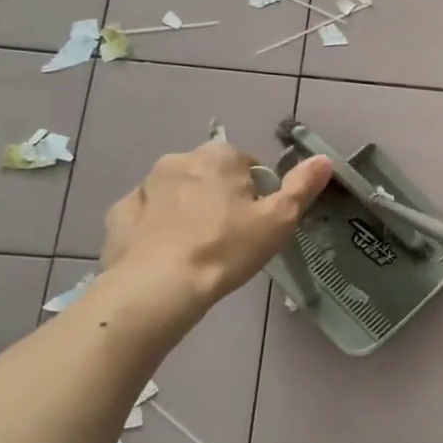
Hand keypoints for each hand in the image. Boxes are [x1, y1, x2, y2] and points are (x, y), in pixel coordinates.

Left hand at [102, 142, 332, 320]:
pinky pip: (147, 215)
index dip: (258, 195)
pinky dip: (157, 227)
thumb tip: (324, 159)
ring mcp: (144, 186)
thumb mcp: (279, 220)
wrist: (159, 287)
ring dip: (189, 210)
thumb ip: (302, 187)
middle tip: (232, 238)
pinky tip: (167, 254)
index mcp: (219, 156)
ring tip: (199, 250)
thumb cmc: (227, 248)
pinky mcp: (118, 215)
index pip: (250, 166)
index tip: (258, 224)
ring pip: (178, 193)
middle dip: (222, 198)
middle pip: (212, 176)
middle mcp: (179, 159)